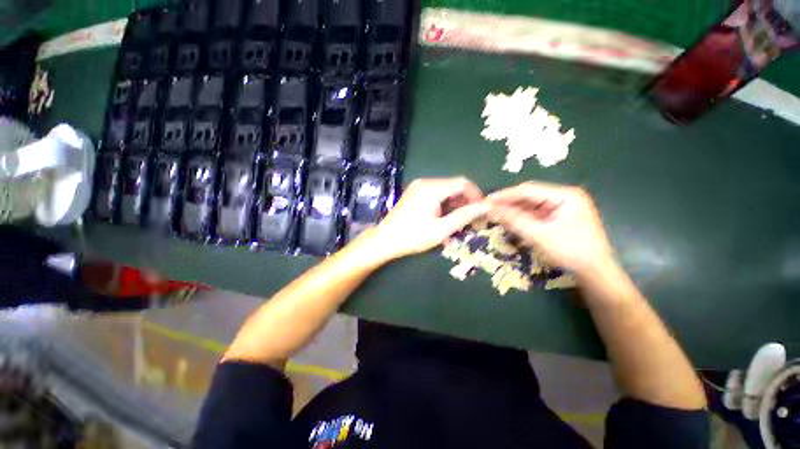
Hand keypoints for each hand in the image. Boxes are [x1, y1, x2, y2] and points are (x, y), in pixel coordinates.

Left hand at [368, 177, 488, 260]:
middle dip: (465, 201)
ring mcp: (418, 187)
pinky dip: (443, 205)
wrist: (385, 240)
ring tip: (457, 223)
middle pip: (453, 186)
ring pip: (445, 191)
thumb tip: (487, 206)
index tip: (482, 211)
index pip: (463, 183)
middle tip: (470, 219)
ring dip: (454, 205)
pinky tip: (444, 220)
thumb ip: (465, 216)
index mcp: (432, 188)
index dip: (476, 195)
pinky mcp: (414, 193)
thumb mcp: (442, 229)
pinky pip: (435, 194)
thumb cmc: (413, 237)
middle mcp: (425, 182)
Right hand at [487, 181, 614, 276]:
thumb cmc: (571, 252)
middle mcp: (564, 196)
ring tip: (495, 214)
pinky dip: (521, 217)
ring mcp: (562, 207)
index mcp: (565, 195)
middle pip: (529, 196)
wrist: (595, 273)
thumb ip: (514, 220)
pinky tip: (509, 220)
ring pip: (530, 205)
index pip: (528, 190)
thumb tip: (490, 209)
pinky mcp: (558, 217)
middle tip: (488, 208)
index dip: (505, 195)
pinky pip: (535, 214)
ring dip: (513, 210)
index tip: (486, 201)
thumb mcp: (539, 235)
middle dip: (508, 203)